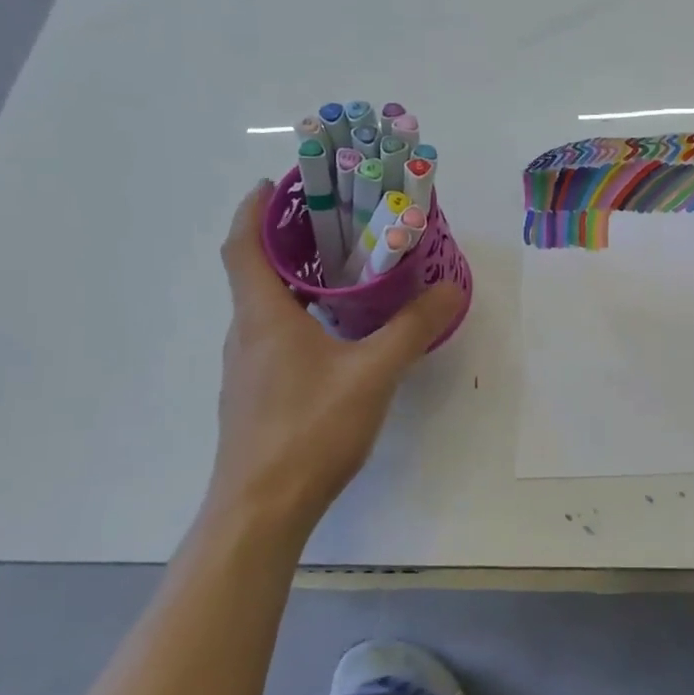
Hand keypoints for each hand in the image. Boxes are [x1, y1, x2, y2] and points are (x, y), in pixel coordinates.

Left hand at [211, 181, 463, 528]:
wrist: (260, 511)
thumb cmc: (310, 430)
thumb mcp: (374, 373)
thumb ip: (413, 328)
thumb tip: (450, 288)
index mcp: (263, 316)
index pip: (243, 245)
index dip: (254, 209)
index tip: (277, 183)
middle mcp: (246, 333)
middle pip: (252, 270)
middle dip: (284, 238)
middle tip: (332, 221)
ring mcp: (247, 368)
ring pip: (264, 305)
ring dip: (292, 278)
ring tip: (341, 268)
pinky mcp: (256, 394)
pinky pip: (272, 334)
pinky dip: (297, 313)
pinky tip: (335, 331)